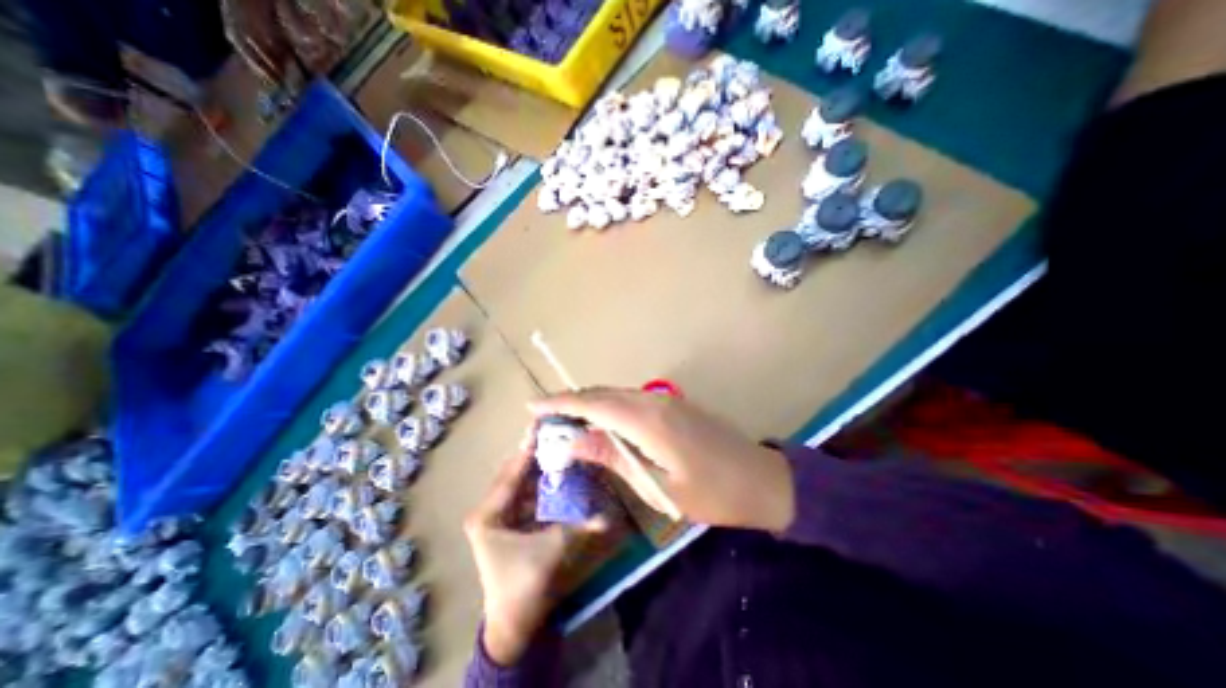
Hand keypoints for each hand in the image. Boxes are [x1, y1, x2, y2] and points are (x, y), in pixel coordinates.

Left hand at [465, 433, 602, 663]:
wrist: (513, 622)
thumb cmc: (524, 585)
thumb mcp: (551, 551)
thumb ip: (579, 528)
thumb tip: (609, 515)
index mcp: (487, 515)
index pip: (510, 474)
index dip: (528, 451)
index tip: (542, 428)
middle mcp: (489, 510)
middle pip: (514, 474)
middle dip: (534, 455)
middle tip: (554, 434)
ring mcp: (498, 515)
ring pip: (520, 482)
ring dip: (539, 467)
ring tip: (558, 446)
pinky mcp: (509, 521)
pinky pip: (526, 494)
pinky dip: (541, 483)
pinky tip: (557, 472)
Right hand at [530, 390, 793, 529]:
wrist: (761, 478)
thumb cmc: (712, 492)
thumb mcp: (659, 485)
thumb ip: (614, 457)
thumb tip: (573, 442)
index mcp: (648, 420)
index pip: (594, 404)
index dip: (561, 403)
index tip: (533, 405)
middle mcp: (653, 401)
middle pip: (603, 394)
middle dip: (572, 401)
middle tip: (545, 417)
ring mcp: (665, 400)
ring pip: (617, 395)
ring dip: (590, 404)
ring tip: (566, 422)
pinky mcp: (673, 406)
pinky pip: (631, 400)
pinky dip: (610, 408)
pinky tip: (602, 424)